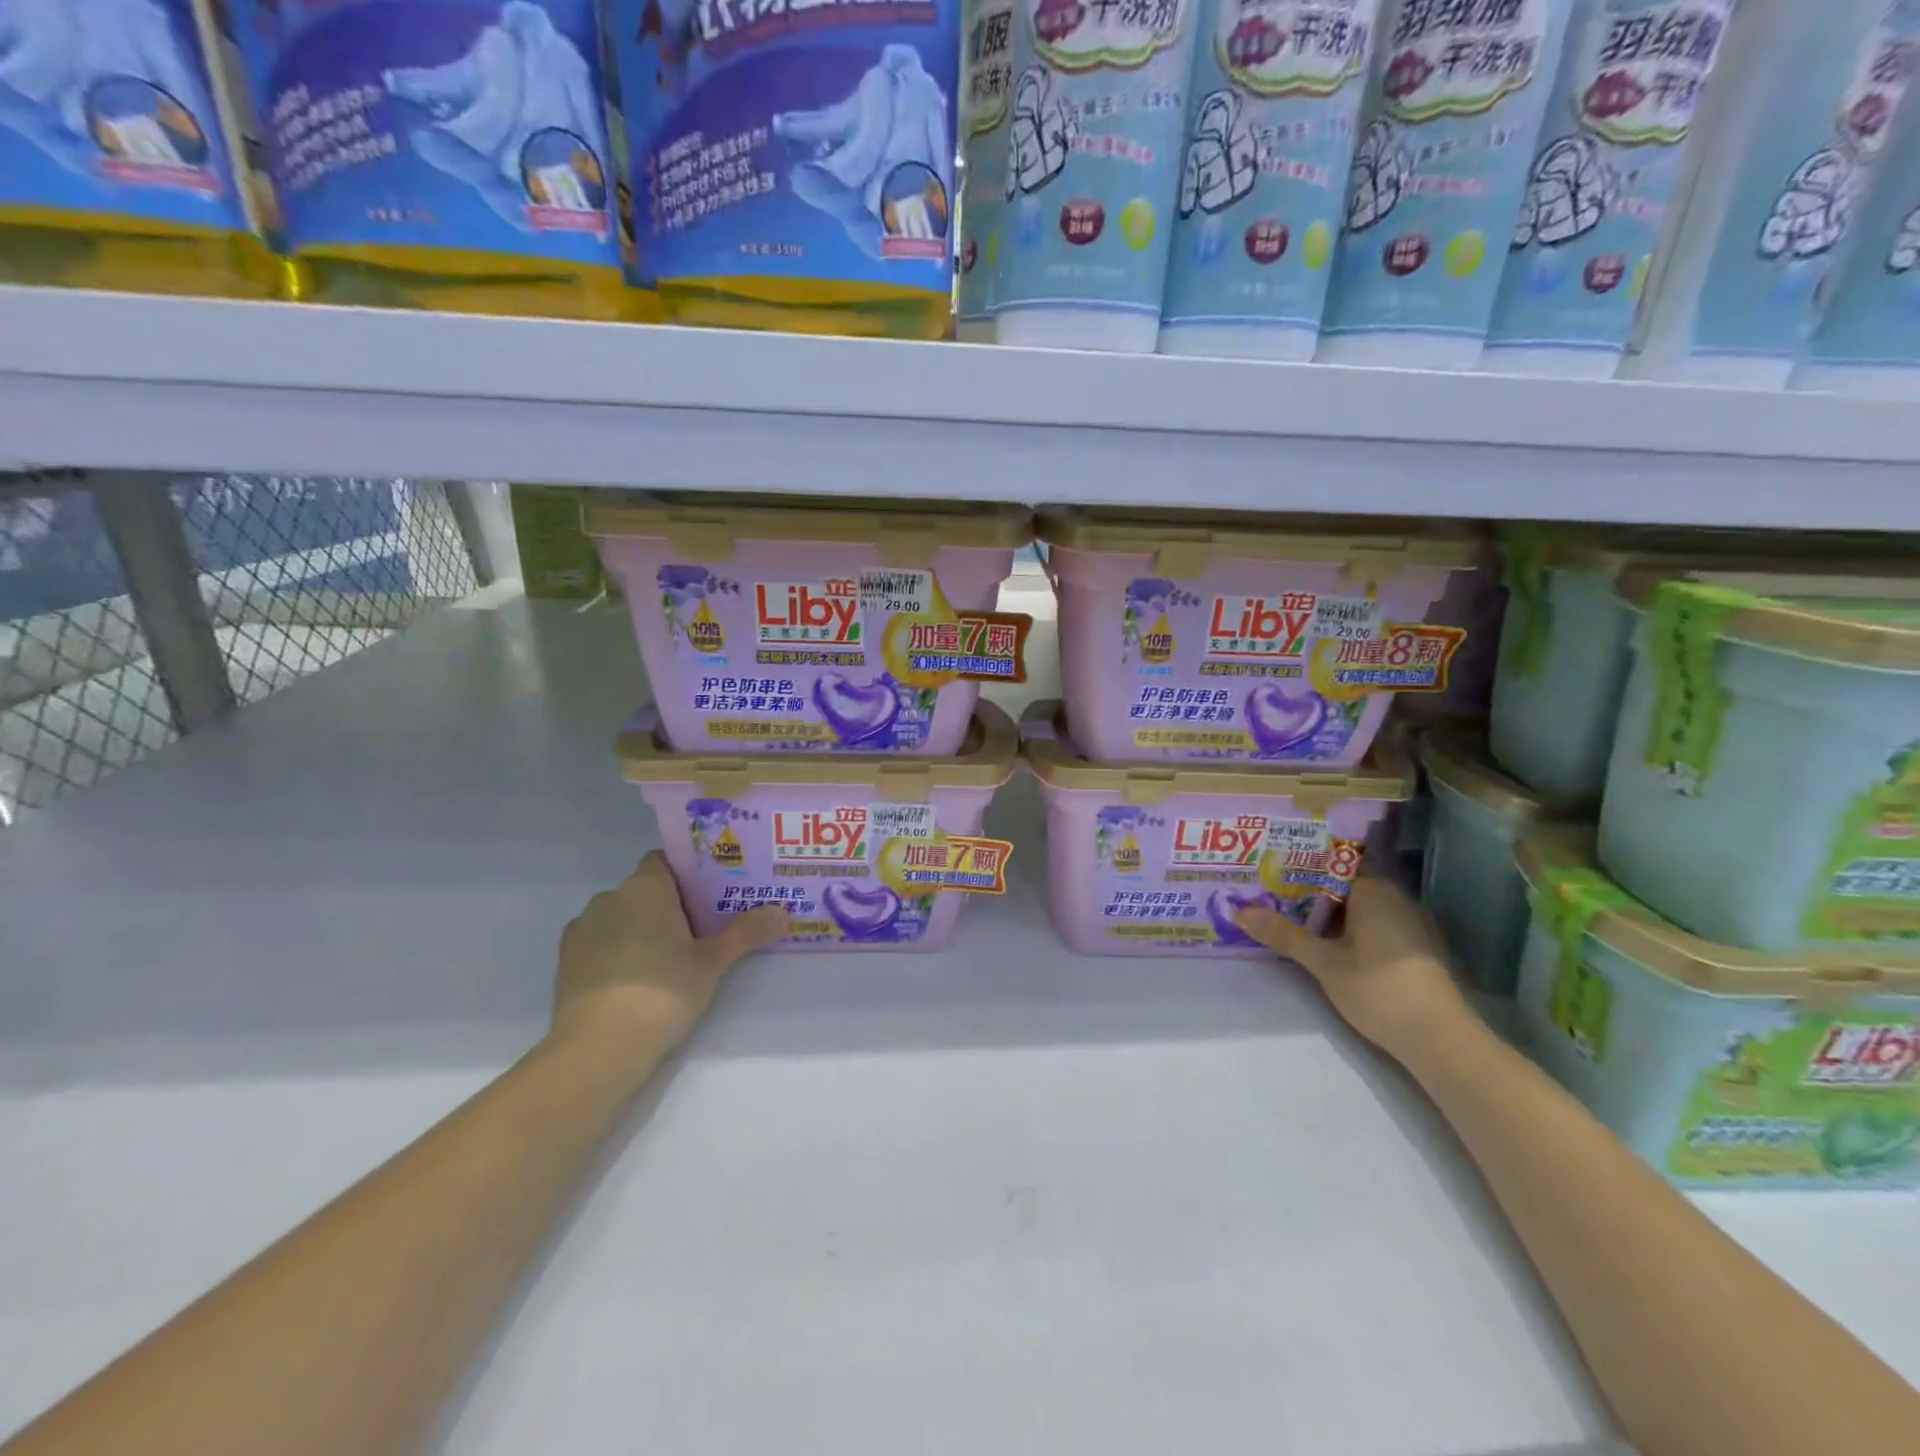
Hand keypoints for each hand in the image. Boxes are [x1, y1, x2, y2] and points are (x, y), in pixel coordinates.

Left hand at [551, 852, 786, 1054]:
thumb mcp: (713, 963)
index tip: (709, 893)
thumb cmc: (663, 991)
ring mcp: (582, 928)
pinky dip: (616, 950)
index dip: (687, 873)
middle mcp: (610, 897)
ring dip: (639, 927)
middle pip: (644, 889)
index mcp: (646, 887)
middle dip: (668, 904)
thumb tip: (784, 913)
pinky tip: (635, 977)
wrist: (599, 1048)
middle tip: (700, 928)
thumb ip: (747, 933)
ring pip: (620, 915)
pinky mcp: (566, 961)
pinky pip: (599, 941)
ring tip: (667, 957)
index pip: (665, 860)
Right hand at [1237, 877, 1469, 1062]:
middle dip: (1307, 892)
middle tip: (1268, 895)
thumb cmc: (1379, 989)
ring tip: (1288, 918)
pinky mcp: (1416, 950)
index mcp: (1373, 891)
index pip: (1330, 864)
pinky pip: (1373, 926)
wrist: (1441, 1040)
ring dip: (1327, 914)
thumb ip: (1283, 935)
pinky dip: (1348, 930)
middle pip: (1343, 886)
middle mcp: (1395, 898)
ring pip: (1358, 908)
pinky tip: (1326, 945)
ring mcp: (1410, 924)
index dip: (1298, 866)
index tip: (1268, 870)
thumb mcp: (1323, 963)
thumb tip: (1238, 910)